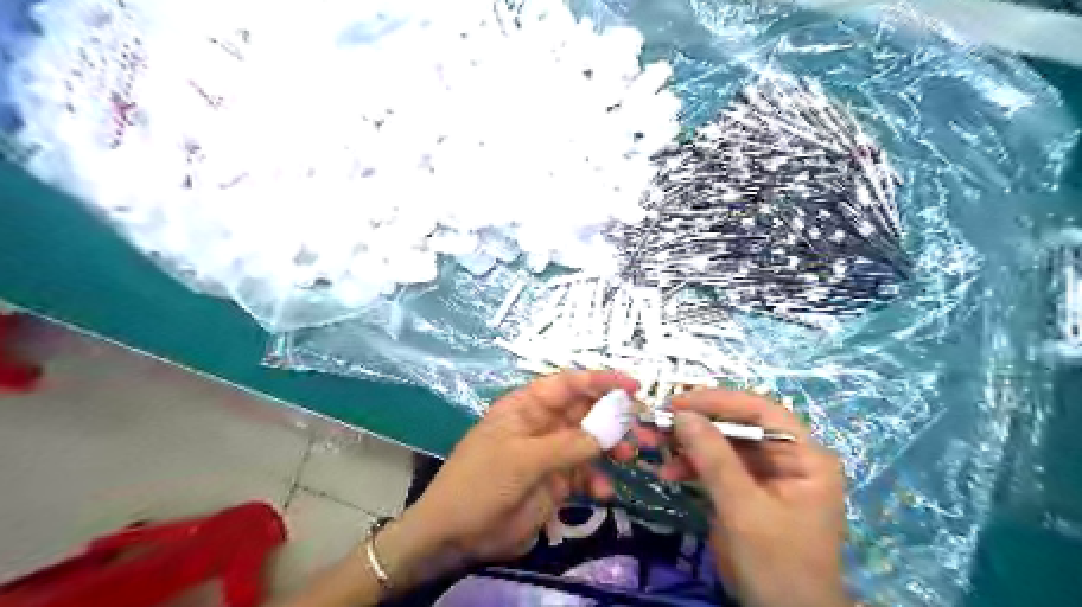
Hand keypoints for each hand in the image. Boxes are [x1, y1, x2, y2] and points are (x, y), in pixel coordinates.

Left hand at [409, 372, 640, 566]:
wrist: (455, 534)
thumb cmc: (481, 483)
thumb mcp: (523, 459)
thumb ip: (568, 445)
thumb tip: (609, 431)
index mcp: (528, 407)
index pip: (568, 384)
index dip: (600, 381)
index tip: (633, 386)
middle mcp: (542, 424)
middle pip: (585, 411)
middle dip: (615, 417)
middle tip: (644, 427)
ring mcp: (550, 453)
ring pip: (590, 441)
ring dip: (613, 446)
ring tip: (634, 455)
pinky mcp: (555, 481)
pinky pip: (584, 474)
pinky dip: (598, 480)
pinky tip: (604, 493)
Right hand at [645, 390, 849, 605]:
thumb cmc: (777, 565)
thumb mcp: (744, 510)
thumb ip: (714, 459)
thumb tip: (682, 415)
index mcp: (805, 456)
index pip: (761, 411)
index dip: (718, 401)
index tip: (677, 402)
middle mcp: (789, 458)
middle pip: (738, 426)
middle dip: (696, 425)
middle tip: (657, 423)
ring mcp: (767, 475)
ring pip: (723, 445)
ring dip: (688, 446)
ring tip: (654, 447)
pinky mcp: (748, 491)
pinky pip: (717, 468)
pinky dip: (692, 468)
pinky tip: (668, 474)